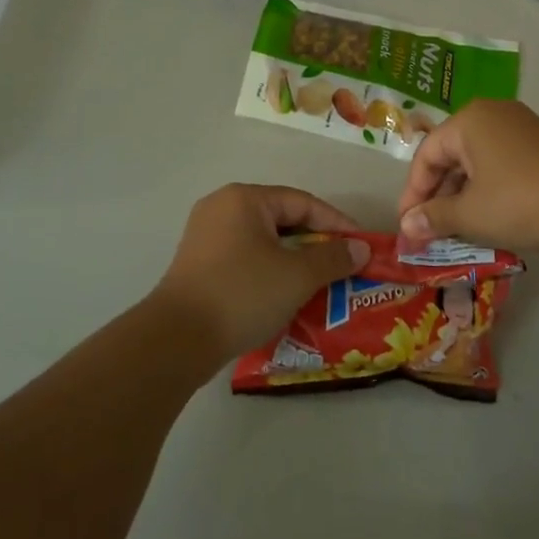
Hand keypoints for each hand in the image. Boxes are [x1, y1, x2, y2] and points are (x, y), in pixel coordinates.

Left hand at [155, 184, 372, 359]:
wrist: (177, 340)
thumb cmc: (242, 294)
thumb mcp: (297, 275)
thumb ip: (333, 257)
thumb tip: (360, 248)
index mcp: (244, 199)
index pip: (303, 203)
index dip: (337, 224)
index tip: (362, 247)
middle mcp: (222, 208)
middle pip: (282, 220)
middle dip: (316, 244)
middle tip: (344, 266)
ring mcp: (206, 237)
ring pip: (264, 242)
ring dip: (294, 261)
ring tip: (321, 283)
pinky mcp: (198, 265)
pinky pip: (246, 259)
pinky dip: (270, 272)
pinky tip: (286, 295)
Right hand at [397, 100, 538, 253]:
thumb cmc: (518, 201)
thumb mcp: (469, 214)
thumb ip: (434, 217)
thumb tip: (407, 226)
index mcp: (469, 120)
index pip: (426, 155)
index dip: (413, 193)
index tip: (408, 225)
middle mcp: (493, 114)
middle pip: (452, 156)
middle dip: (438, 195)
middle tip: (429, 230)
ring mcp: (521, 127)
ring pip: (477, 162)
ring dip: (462, 195)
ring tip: (455, 229)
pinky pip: (501, 164)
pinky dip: (487, 189)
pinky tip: (487, 218)